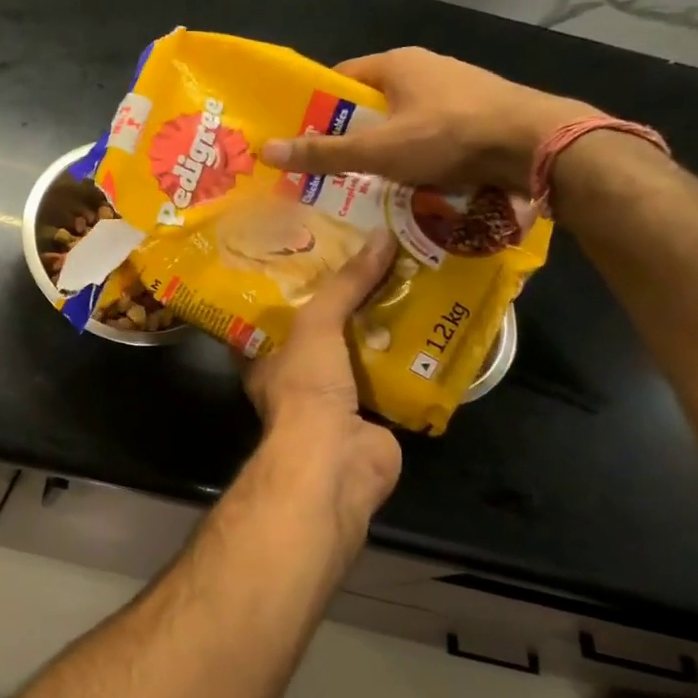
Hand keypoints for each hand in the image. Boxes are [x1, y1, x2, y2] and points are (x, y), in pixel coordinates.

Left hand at [242, 231, 403, 539]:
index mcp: (263, 356)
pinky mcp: (371, 416)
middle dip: (345, 303)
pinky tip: (433, 328)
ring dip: (381, 328)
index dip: (291, 287)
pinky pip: (391, 379)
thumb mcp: (316, 325)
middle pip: (320, 331)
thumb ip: (344, 285)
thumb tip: (381, 237)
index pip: (271, 314)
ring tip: (408, 283)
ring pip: (358, 354)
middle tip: (372, 262)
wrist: (336, 460)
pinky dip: (409, 359)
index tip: (314, 255)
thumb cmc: (306, 388)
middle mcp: (294, 376)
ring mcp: (333, 398)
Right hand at [259, 48, 599, 192]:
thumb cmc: (449, 138)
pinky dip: (416, 154)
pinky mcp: (479, 112)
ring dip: (383, 148)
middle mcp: (426, 67)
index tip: (298, 138)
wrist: (540, 145)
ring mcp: (457, 89)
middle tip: (326, 168)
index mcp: (396, 64)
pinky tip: (411, 181)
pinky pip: (431, 132)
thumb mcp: (377, 150)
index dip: (315, 108)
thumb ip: (323, 153)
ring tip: (363, 181)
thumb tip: (266, 150)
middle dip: (348, 134)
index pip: (339, 79)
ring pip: (402, 120)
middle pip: (370, 102)